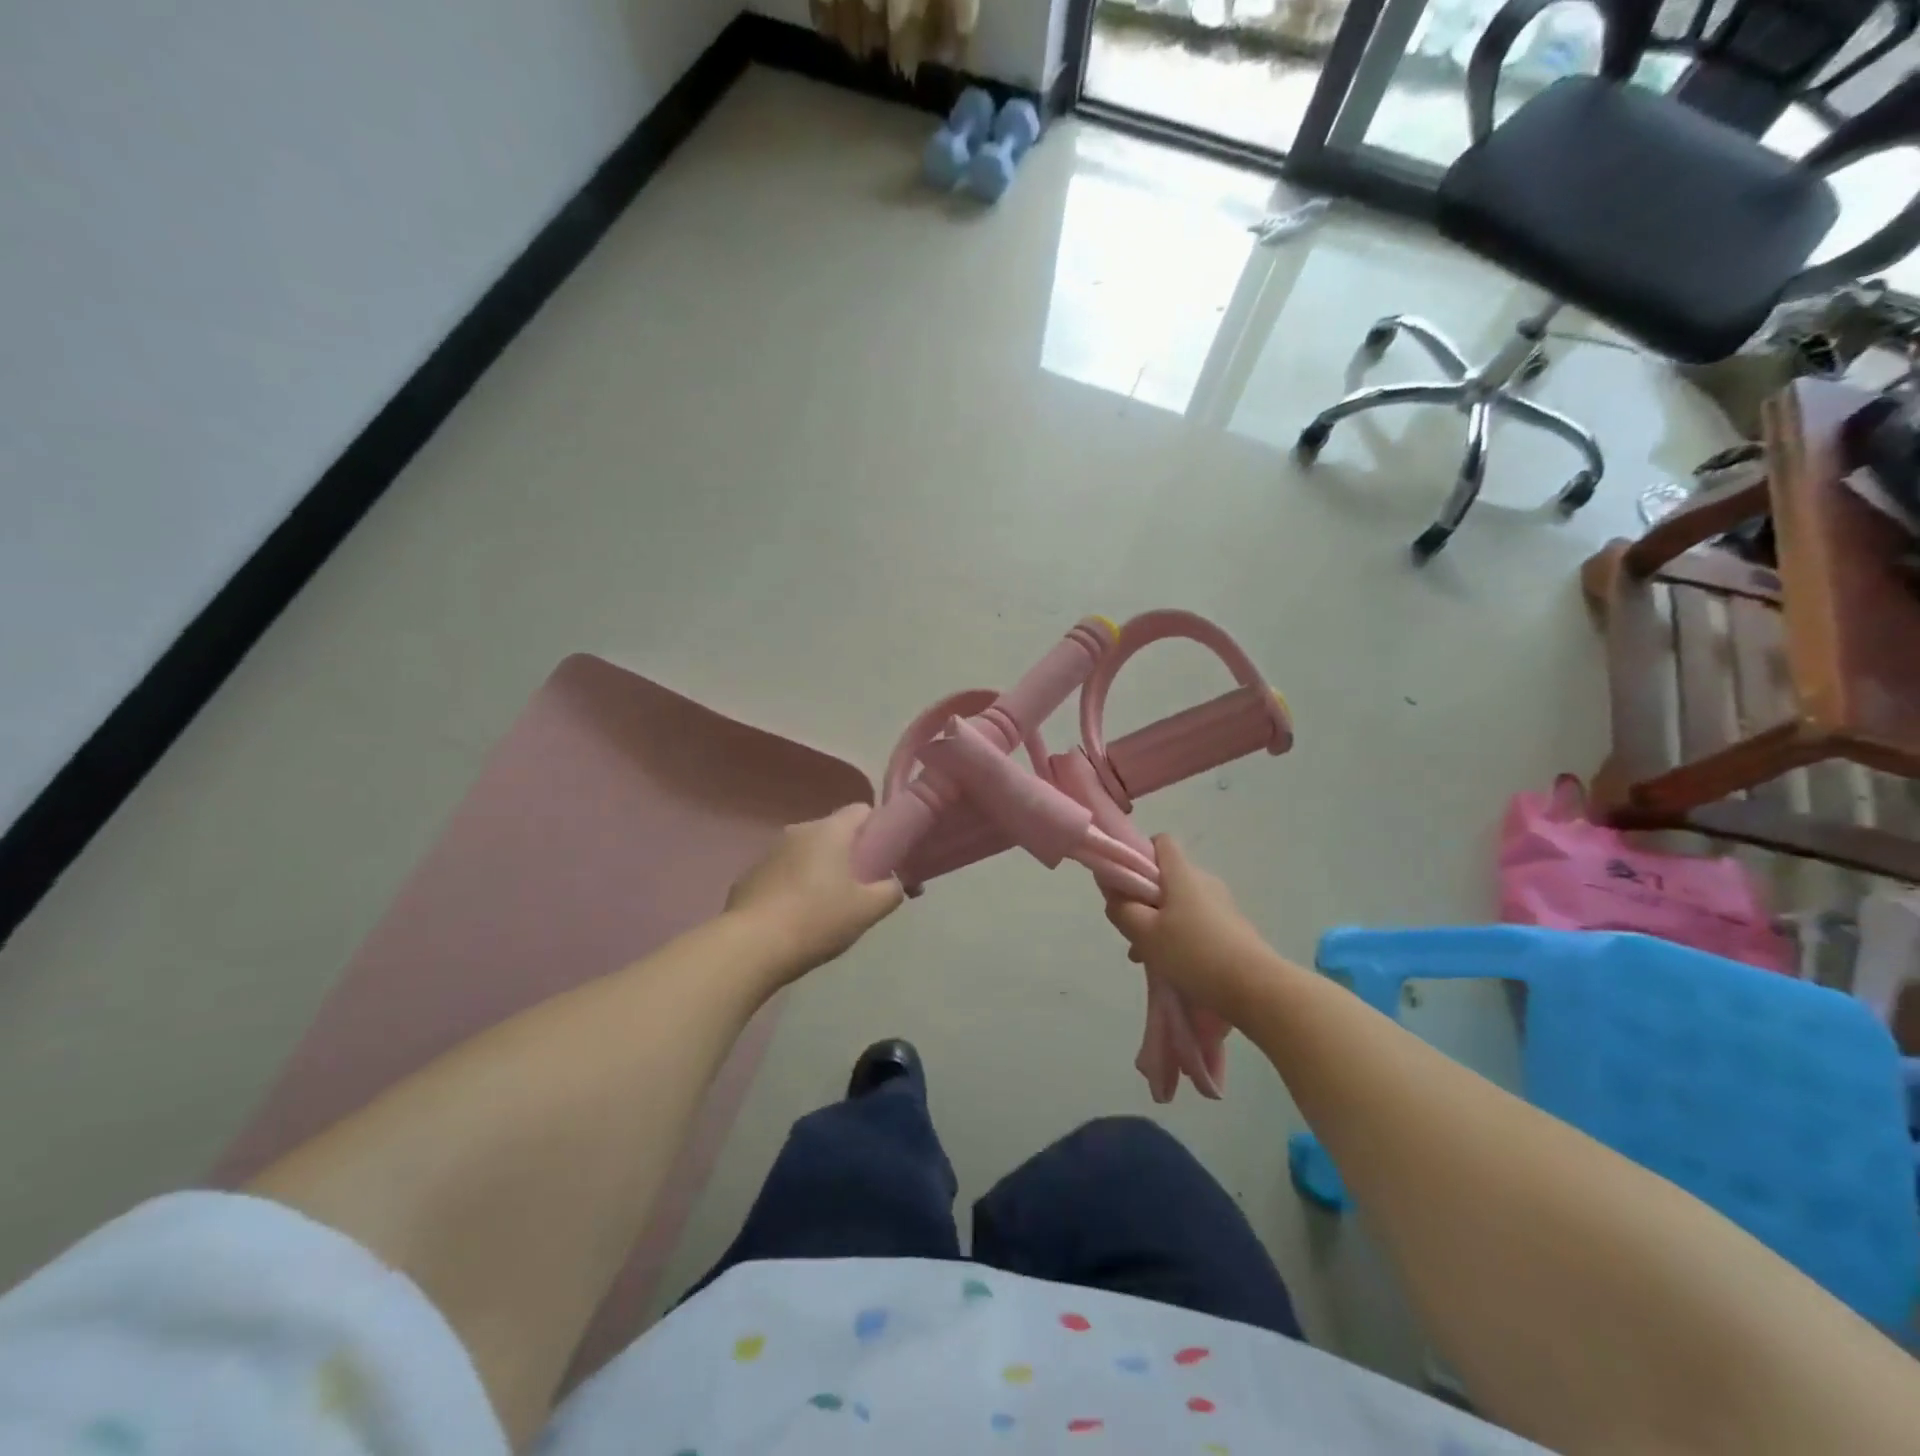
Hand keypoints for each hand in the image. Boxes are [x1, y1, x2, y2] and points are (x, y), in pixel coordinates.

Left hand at [727, 805, 903, 980]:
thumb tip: (895, 884)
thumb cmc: (817, 920)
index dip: (879, 829)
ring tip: (828, 908)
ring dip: (820, 871)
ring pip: (807, 853)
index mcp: (829, 831)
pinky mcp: (750, 876)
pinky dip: (794, 886)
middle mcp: (798, 831)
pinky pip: (783, 873)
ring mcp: (769, 852)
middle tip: (862, 889)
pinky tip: (796, 917)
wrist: (751, 947)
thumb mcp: (868, 910)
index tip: (886, 857)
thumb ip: (891, 891)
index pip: (862, 810)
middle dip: (850, 855)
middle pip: (834, 833)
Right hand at [1105, 835, 1275, 1024]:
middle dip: (1144, 899)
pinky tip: (1172, 966)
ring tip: (1146, 956)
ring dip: (1159, 923)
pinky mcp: (1232, 928)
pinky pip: (1196, 922)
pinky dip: (1180, 937)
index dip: (1139, 855)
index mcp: (1182, 874)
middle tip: (1132, 929)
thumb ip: (1122, 909)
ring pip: (1179, 904)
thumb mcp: (1145, 933)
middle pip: (1166, 877)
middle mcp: (1204, 881)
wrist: (1256, 988)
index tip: (1125, 882)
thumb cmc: (1193, 953)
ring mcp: (1222, 905)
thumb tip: (1113, 892)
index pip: (1160, 843)